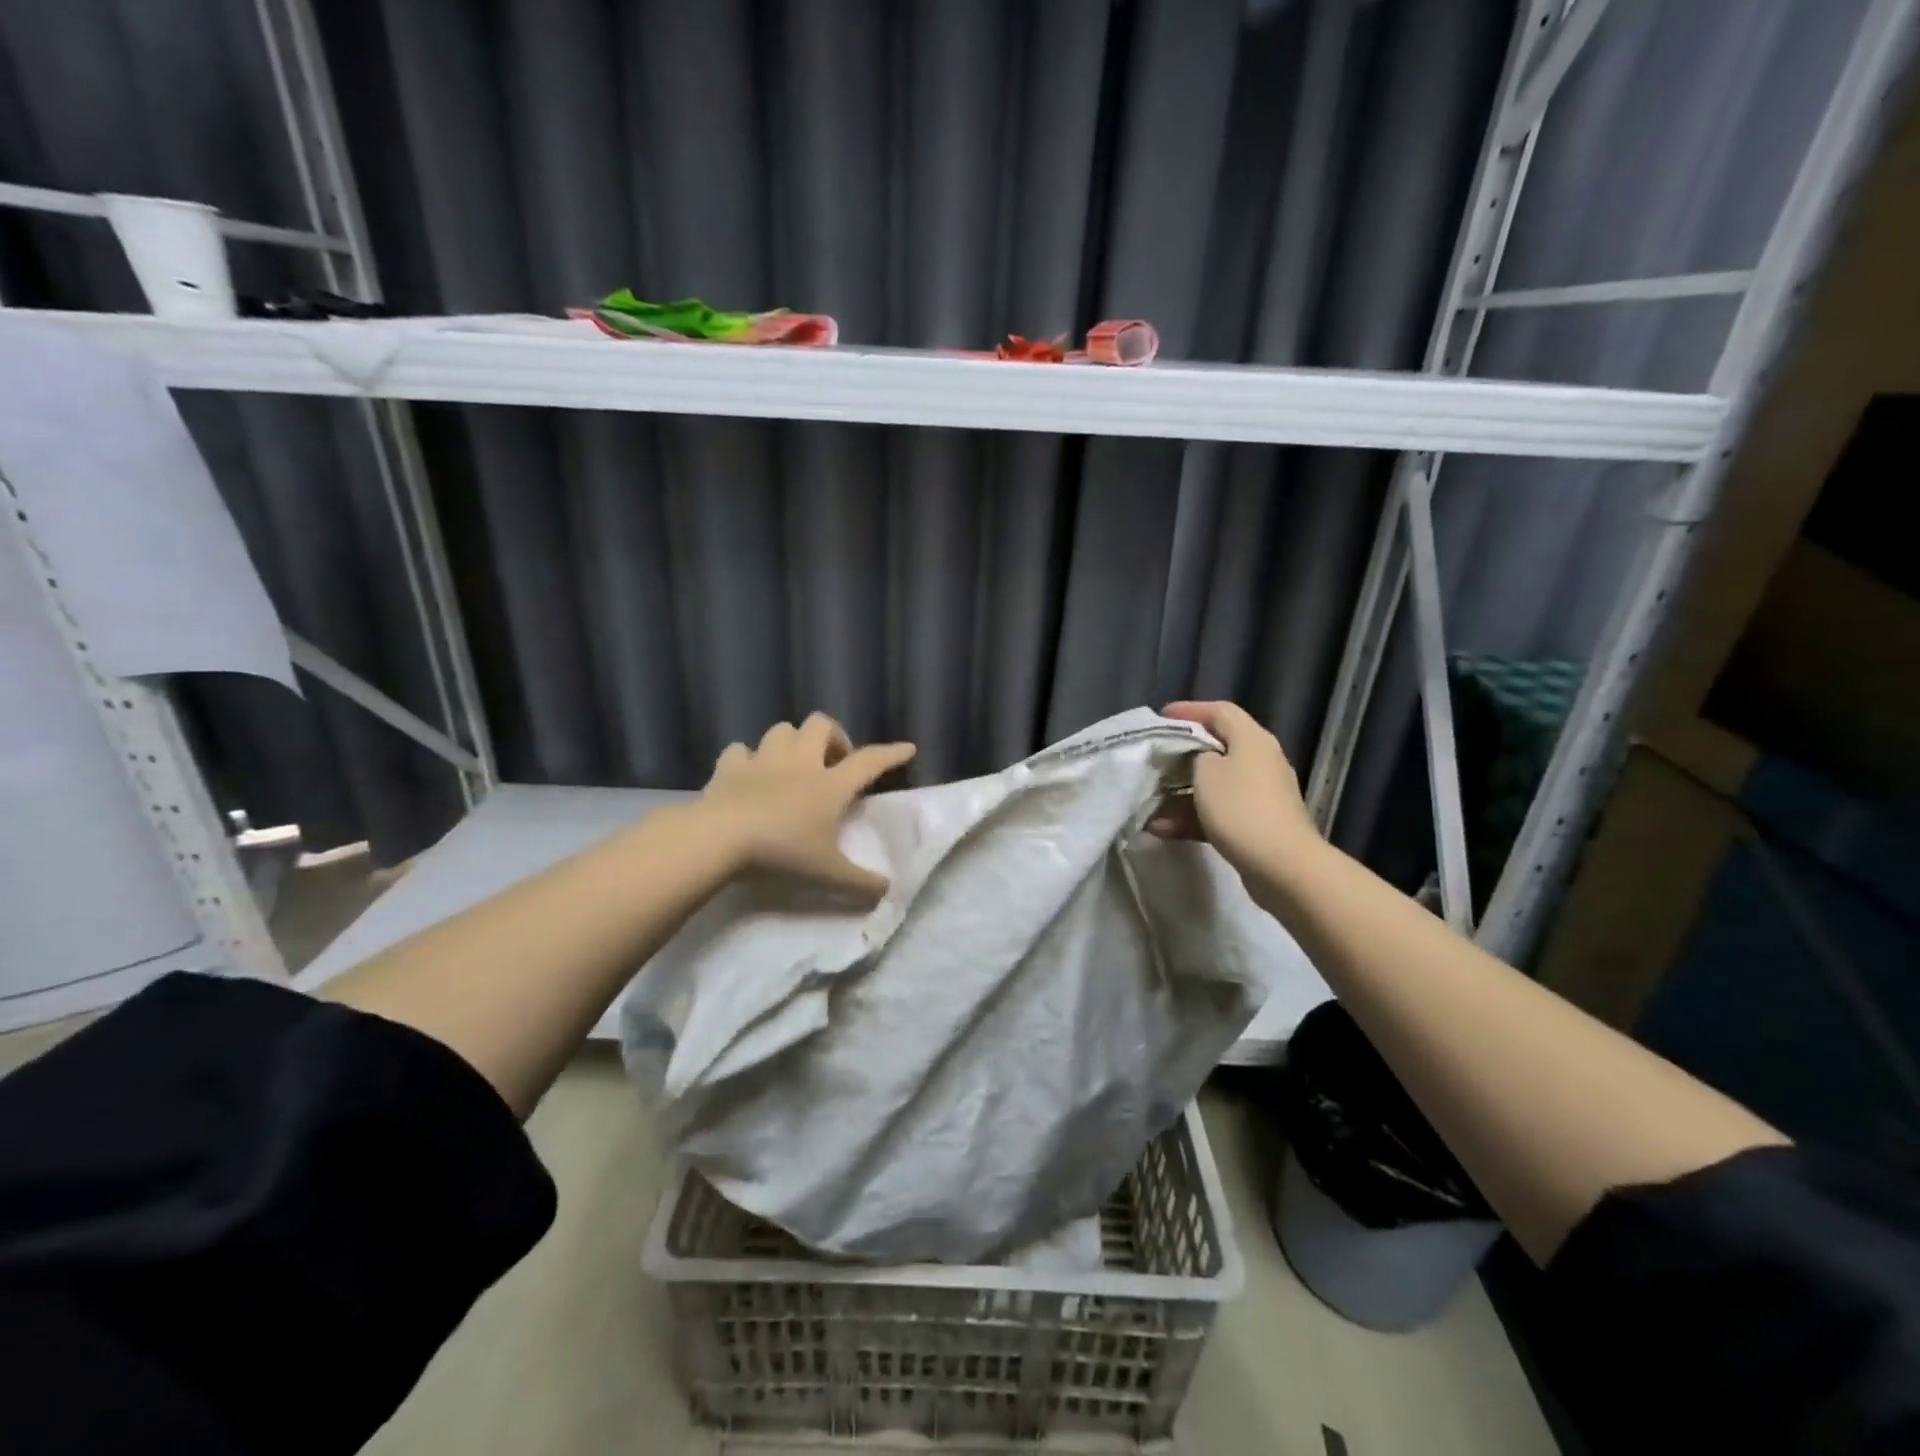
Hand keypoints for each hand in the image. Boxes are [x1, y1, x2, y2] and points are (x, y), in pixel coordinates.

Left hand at [698, 714, 915, 904]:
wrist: (720, 839)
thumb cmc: (782, 852)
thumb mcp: (828, 874)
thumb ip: (860, 884)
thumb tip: (887, 893)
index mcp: (830, 785)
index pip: (869, 761)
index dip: (891, 754)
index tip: (907, 749)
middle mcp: (800, 762)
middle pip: (821, 726)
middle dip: (832, 737)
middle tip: (834, 763)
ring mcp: (763, 760)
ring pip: (782, 731)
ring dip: (792, 742)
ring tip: (793, 764)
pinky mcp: (730, 767)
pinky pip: (740, 751)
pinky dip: (747, 759)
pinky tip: (748, 774)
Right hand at [1149, 701, 1318, 874]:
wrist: (1281, 865)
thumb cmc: (1240, 808)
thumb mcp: (1206, 772)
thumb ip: (1195, 755)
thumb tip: (1197, 758)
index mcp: (1252, 739)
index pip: (1220, 711)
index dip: (1190, 710)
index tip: (1161, 718)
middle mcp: (1261, 760)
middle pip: (1218, 747)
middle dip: (1183, 754)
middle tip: (1155, 758)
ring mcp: (1261, 794)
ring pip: (1215, 784)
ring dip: (1182, 792)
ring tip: (1151, 801)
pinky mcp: (1257, 823)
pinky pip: (1219, 811)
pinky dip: (1193, 817)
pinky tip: (1163, 829)